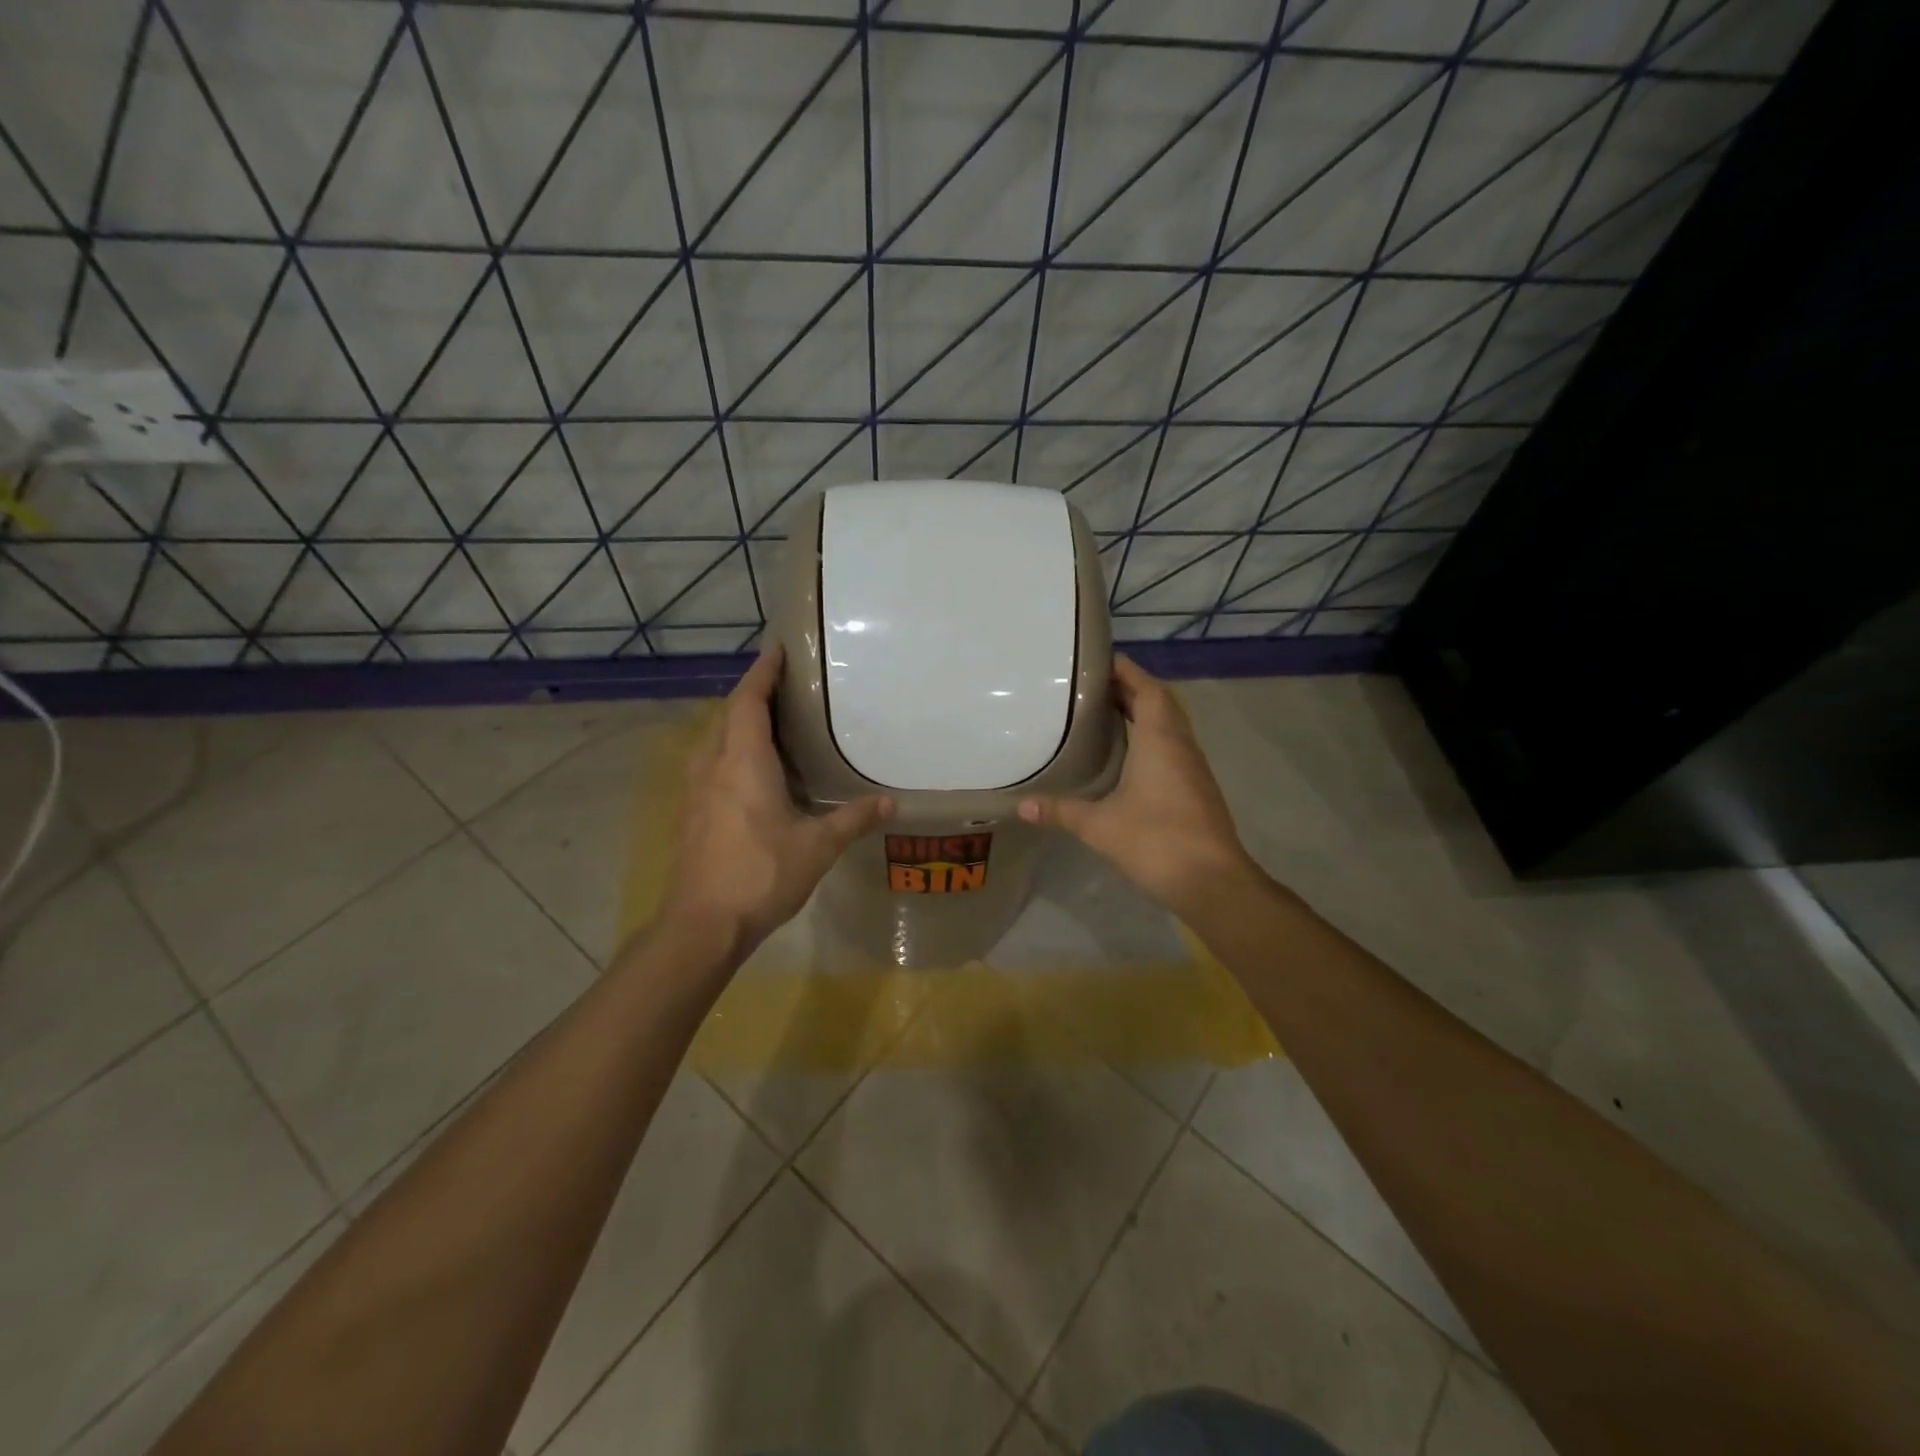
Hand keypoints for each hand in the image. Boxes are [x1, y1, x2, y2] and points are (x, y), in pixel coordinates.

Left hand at [663, 646, 891, 956]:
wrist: (702, 925)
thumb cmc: (761, 875)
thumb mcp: (817, 847)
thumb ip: (853, 819)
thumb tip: (891, 802)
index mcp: (743, 762)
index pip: (749, 701)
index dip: (763, 672)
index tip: (779, 650)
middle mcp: (714, 765)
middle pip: (728, 713)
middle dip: (752, 691)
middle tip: (785, 683)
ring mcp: (696, 789)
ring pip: (714, 738)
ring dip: (737, 719)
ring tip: (770, 719)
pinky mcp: (691, 812)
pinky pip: (709, 761)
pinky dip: (729, 747)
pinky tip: (749, 767)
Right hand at [1019, 655, 1254, 913]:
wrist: (1212, 882)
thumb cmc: (1156, 841)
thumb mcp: (1100, 826)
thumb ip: (1060, 811)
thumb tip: (1020, 805)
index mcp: (1161, 739)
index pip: (1147, 688)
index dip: (1125, 669)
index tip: (1096, 660)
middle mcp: (1180, 744)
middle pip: (1158, 701)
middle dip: (1127, 688)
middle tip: (1089, 686)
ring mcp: (1192, 767)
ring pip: (1168, 724)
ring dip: (1141, 712)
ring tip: (1102, 712)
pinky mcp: (1195, 788)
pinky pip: (1172, 746)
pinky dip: (1150, 737)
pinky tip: (1126, 754)